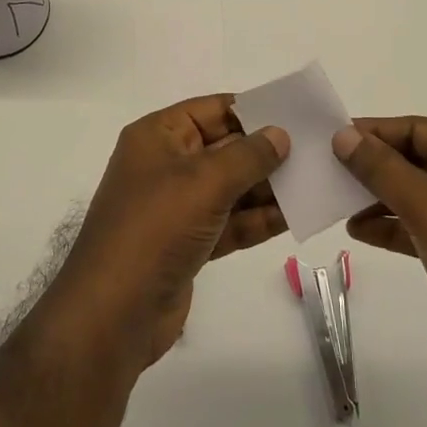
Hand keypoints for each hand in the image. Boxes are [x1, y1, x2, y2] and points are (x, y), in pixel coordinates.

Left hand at [52, 95, 288, 369]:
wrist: (113, 315)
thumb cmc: (156, 228)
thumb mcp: (204, 182)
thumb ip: (247, 156)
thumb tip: (279, 134)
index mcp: (158, 137)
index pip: (210, 110)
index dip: (250, 110)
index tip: (293, 114)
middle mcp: (165, 165)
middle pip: (223, 148)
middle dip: (265, 152)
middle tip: (313, 151)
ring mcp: (176, 208)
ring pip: (229, 188)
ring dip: (266, 188)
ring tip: (312, 183)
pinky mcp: (187, 245)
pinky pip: (228, 222)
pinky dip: (256, 220)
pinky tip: (293, 217)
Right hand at [333, 117, 426, 396]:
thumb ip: (381, 168)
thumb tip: (343, 136)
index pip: (420, 129)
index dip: (375, 132)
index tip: (334, 138)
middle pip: (419, 159)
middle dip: (376, 167)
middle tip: (330, 170)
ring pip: (421, 194)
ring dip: (381, 198)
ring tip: (339, 203)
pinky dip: (396, 226)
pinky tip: (360, 231)